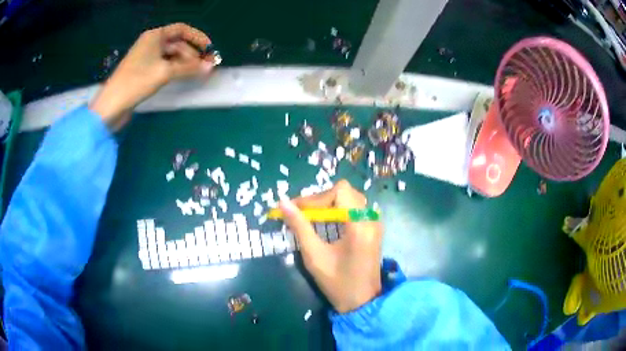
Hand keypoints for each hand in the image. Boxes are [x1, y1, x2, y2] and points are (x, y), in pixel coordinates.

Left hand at [90, 23, 214, 128]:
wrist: (112, 105)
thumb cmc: (137, 82)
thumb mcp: (164, 72)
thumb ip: (188, 68)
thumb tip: (210, 67)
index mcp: (155, 36)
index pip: (181, 29)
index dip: (197, 37)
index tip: (209, 49)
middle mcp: (151, 43)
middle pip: (177, 43)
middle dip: (192, 53)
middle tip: (205, 66)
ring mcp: (147, 57)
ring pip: (171, 56)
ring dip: (184, 63)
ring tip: (196, 74)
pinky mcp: (144, 71)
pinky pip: (164, 65)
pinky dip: (175, 69)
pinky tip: (183, 77)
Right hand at [279, 180, 382, 312]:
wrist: (361, 302)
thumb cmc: (337, 283)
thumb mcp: (314, 256)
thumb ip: (299, 226)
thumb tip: (282, 202)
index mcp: (359, 225)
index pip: (339, 191)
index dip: (316, 197)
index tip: (296, 209)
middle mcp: (371, 219)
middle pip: (345, 192)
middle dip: (321, 200)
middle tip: (302, 213)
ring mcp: (375, 223)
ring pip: (351, 198)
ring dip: (330, 204)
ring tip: (311, 218)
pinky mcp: (374, 229)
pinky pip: (356, 209)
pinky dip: (339, 210)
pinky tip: (326, 223)